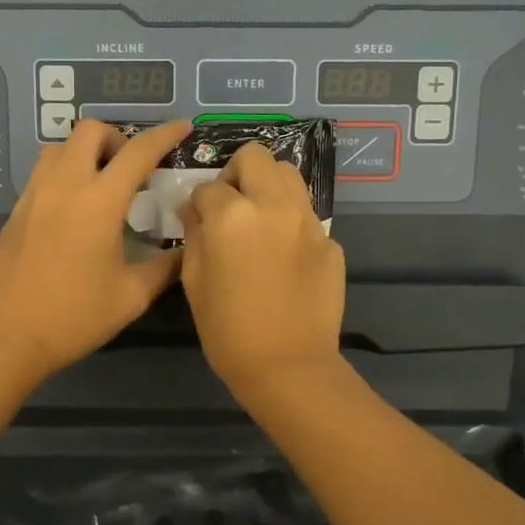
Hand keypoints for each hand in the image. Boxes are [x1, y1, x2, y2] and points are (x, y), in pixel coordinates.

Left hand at [0, 118, 191, 384]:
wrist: (6, 336)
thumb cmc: (74, 317)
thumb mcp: (131, 297)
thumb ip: (164, 268)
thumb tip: (186, 251)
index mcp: (98, 202)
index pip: (138, 152)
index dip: (165, 135)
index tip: (182, 127)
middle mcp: (64, 186)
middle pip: (90, 131)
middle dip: (118, 138)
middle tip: (132, 168)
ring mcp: (34, 195)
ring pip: (59, 147)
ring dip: (86, 152)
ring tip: (101, 183)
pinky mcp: (16, 211)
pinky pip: (43, 172)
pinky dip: (65, 172)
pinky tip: (74, 209)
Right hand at [178, 142, 345, 394]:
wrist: (288, 366)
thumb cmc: (228, 330)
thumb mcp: (194, 281)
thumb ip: (193, 235)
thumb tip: (194, 209)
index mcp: (233, 215)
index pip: (208, 187)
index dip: (199, 204)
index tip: (198, 221)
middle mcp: (274, 205)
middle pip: (256, 157)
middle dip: (236, 174)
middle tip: (230, 205)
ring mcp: (308, 221)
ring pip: (289, 175)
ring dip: (268, 186)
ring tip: (259, 219)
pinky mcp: (330, 242)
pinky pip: (306, 215)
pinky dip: (290, 222)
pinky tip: (283, 256)